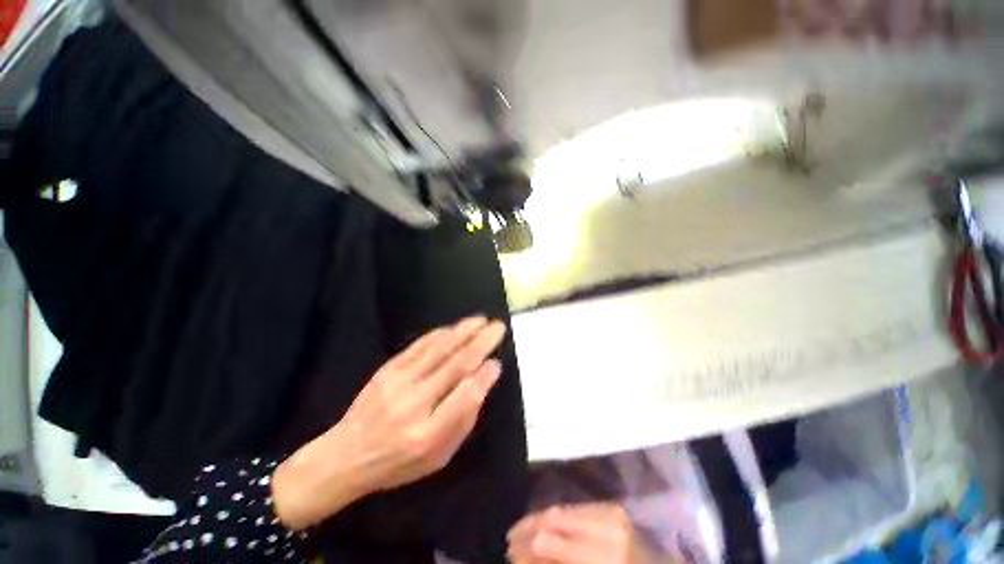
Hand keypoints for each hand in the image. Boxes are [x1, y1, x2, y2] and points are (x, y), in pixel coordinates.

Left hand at [274, 317, 505, 528]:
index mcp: (429, 434)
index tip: (497, 363)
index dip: (484, 376)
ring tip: (481, 320)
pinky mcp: (388, 369)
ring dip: (463, 331)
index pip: (465, 397)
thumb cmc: (398, 463)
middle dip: (481, 343)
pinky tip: (454, 327)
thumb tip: (482, 383)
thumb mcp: (438, 458)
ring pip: (439, 349)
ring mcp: (398, 382)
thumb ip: (463, 421)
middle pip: (455, 365)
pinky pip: (419, 345)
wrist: (346, 455)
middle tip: (498, 328)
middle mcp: (414, 404)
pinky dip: (440, 334)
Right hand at [507, 504, 669, 563]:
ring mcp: (610, 512)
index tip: (509, 554)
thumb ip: (556, 563)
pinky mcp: (611, 507)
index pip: (549, 541)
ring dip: (539, 518)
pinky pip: (576, 507)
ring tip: (521, 529)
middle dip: (528, 528)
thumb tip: (525, 557)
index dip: (525, 548)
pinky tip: (545, 521)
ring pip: (562, 508)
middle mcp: (606, 527)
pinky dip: (557, 515)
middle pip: (554, 518)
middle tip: (509, 539)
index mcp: (604, 556)